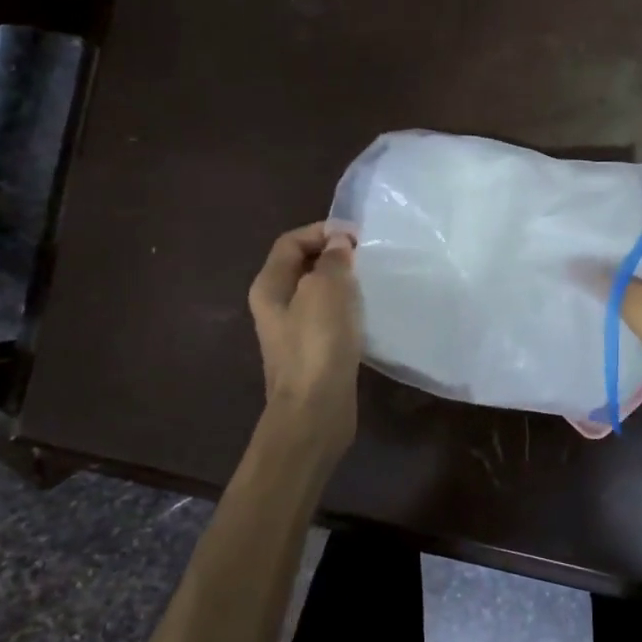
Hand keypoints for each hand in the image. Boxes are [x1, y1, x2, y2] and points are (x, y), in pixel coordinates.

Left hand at [248, 223, 361, 451]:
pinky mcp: (313, 352)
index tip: (357, 236)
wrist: (315, 411)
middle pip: (303, 266)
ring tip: (371, 280)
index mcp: (270, 286)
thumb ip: (333, 260)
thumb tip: (338, 243)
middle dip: (334, 255)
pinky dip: (348, 309)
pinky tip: (368, 314)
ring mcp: (293, 332)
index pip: (291, 242)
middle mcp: (276, 306)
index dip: (321, 231)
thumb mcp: (326, 290)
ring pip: (318, 293)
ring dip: (343, 283)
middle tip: (367, 256)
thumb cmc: (317, 344)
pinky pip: (330, 318)